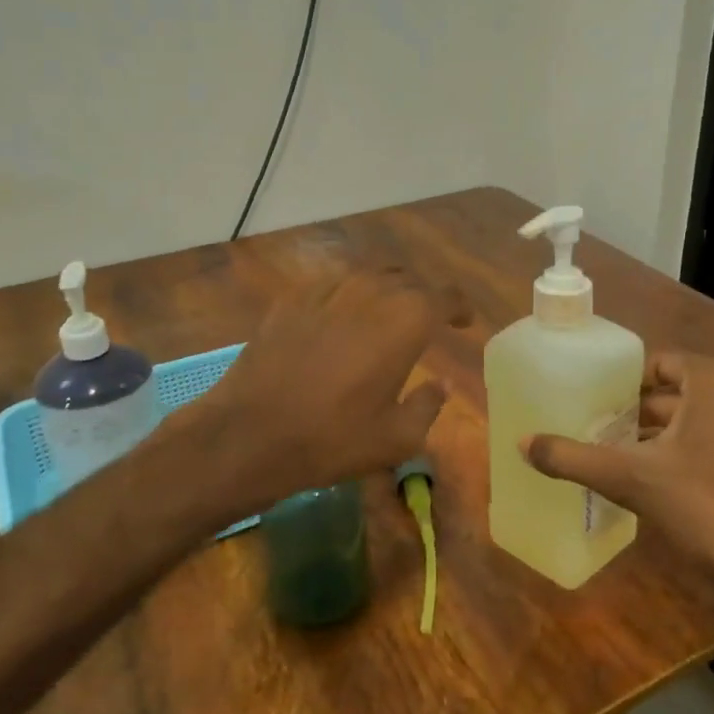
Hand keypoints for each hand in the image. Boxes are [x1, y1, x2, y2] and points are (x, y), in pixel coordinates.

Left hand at [180, 266, 464, 511]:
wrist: (250, 432)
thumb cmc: (334, 438)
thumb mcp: (398, 438)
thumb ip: (429, 405)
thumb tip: (441, 385)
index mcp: (407, 319)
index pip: (446, 296)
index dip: (459, 307)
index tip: (463, 321)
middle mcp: (371, 291)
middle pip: (409, 280)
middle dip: (424, 297)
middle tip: (426, 321)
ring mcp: (327, 288)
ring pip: (370, 275)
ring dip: (387, 291)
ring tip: (387, 314)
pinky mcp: (292, 297)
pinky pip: (333, 284)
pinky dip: (349, 295)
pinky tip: (342, 317)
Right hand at [521, 352, 713, 630]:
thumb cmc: (703, 504)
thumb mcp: (629, 478)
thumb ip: (573, 457)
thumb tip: (522, 443)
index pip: (658, 366)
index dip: (623, 387)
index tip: (597, 408)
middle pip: (676, 391)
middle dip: (638, 413)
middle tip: (600, 433)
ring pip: (698, 416)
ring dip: (662, 434)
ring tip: (622, 456)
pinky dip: (691, 449)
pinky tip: (661, 478)